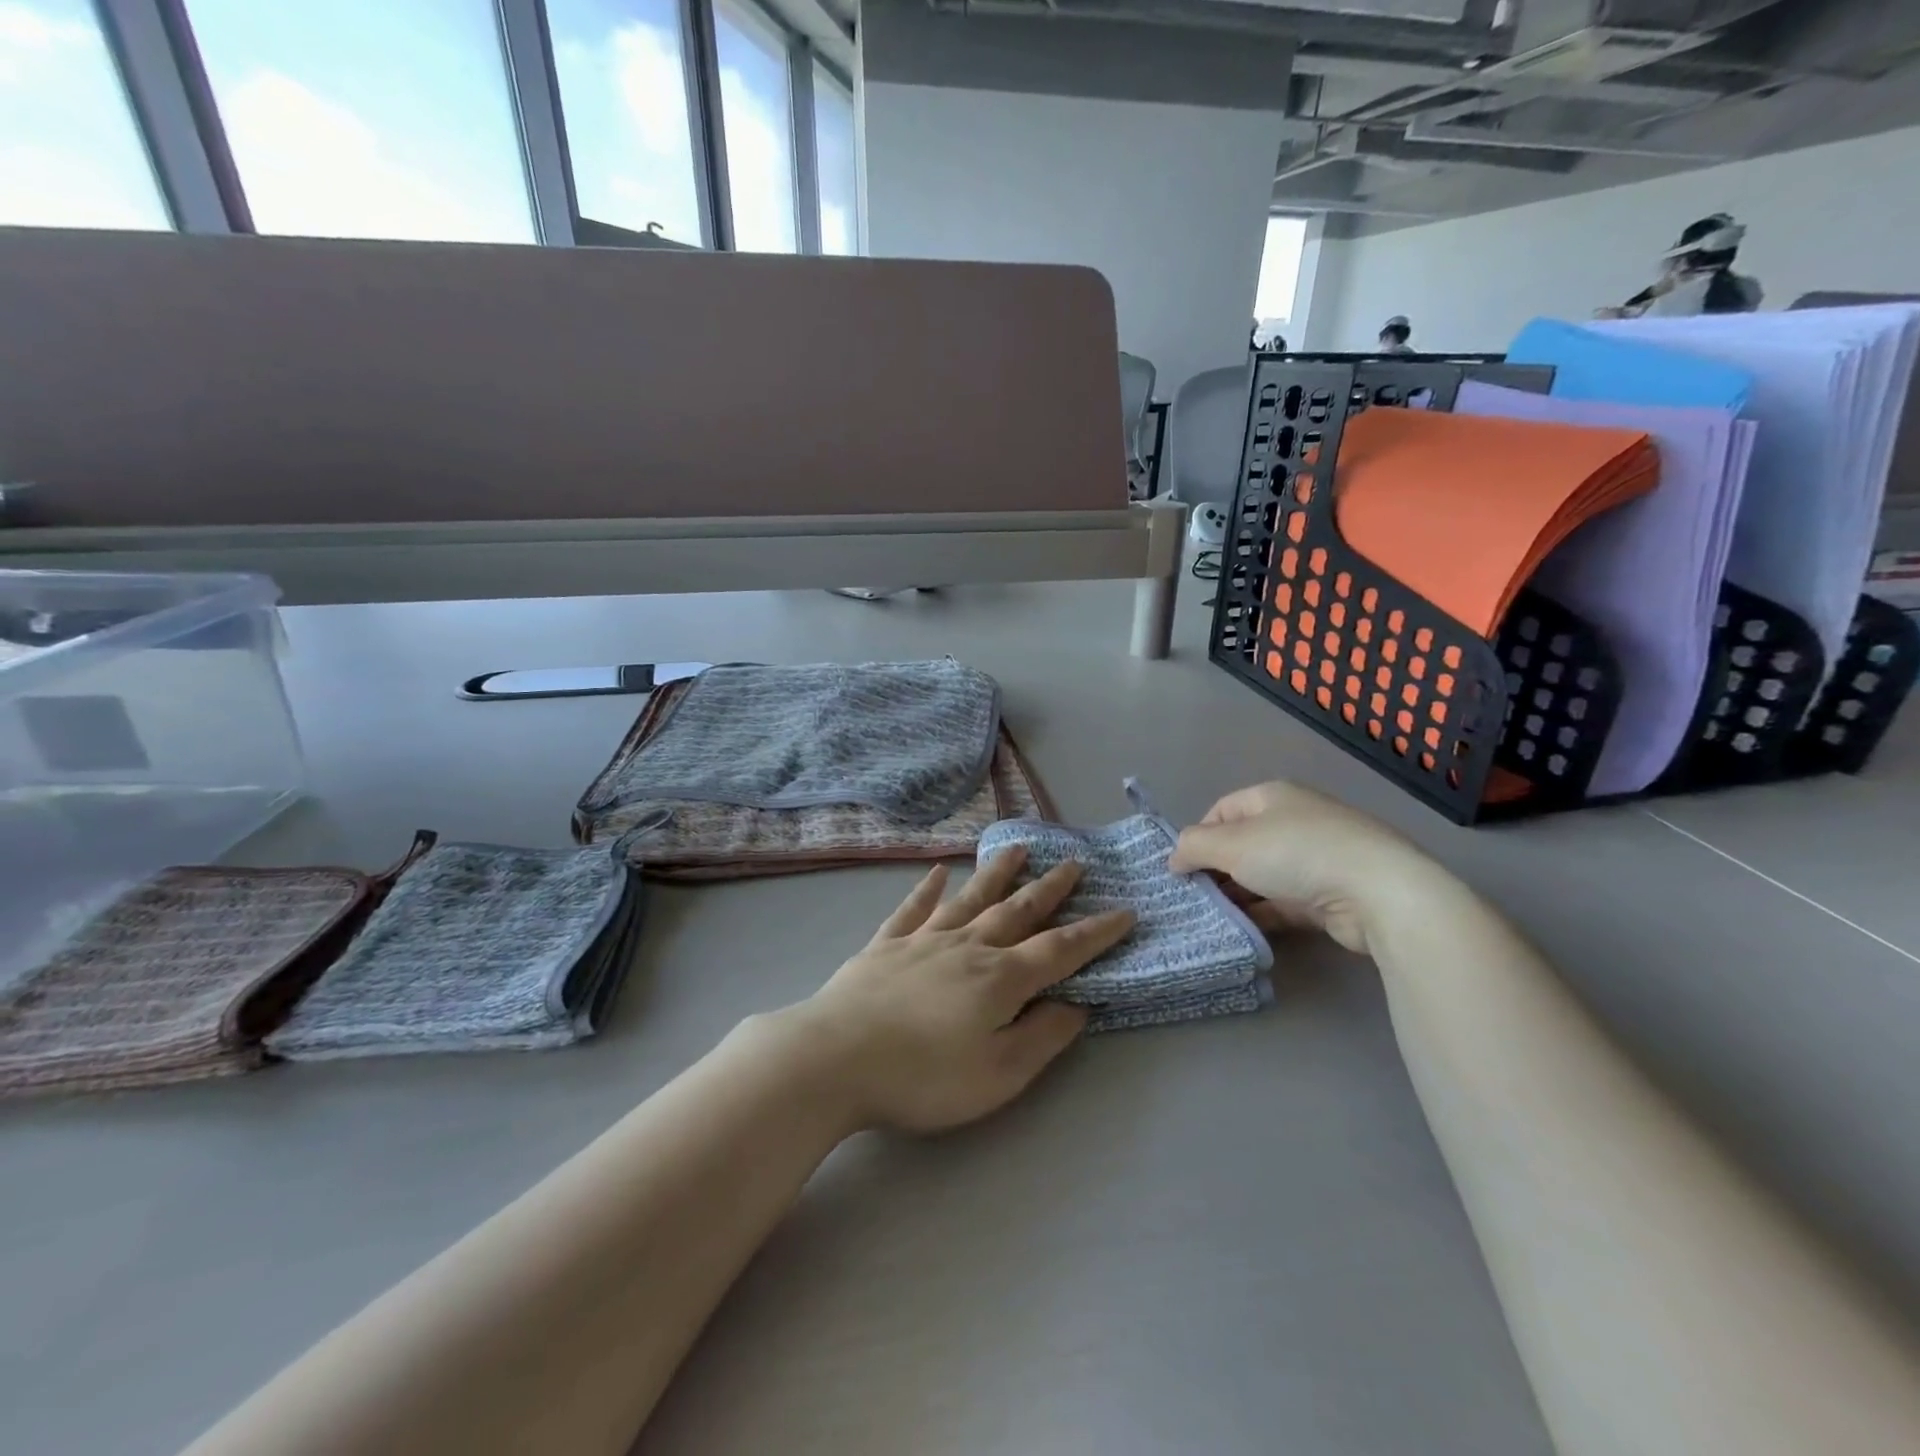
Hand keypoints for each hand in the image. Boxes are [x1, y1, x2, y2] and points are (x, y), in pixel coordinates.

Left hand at [785, 850, 1134, 1134]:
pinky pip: (912, 909)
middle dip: (1050, 889)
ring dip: (996, 873)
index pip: (1060, 949)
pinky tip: (937, 872)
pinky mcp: (884, 946)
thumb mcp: (999, 1074)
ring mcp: (923, 940)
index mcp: (1000, 979)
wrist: (835, 1058)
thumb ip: (1042, 1036)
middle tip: (1074, 863)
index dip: (1095, 932)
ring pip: (969, 898)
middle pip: (1017, 911)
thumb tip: (1078, 1004)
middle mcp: (967, 947)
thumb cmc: (923, 1076)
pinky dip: (926, 889)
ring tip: (1018, 849)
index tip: (1124, 911)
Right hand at [1168, 781, 1438, 955]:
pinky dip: (1263, 913)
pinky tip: (1243, 931)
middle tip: (1194, 897)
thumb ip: (1193, 847)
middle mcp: (1294, 821)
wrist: (1378, 892)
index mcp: (1271, 797)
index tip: (1182, 869)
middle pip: (1241, 844)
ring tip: (1213, 918)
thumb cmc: (1296, 854)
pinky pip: (1284, 901)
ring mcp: (1316, 858)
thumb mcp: (1231, 844)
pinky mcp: (1330, 894)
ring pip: (1262, 876)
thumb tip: (1174, 858)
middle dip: (1216, 870)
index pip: (1220, 811)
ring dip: (1238, 895)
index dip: (1198, 837)